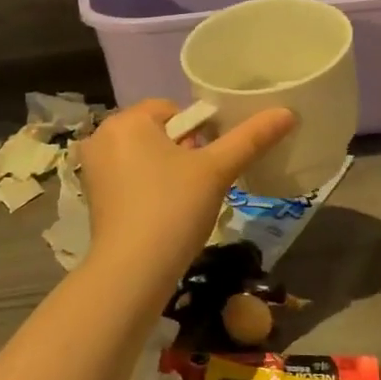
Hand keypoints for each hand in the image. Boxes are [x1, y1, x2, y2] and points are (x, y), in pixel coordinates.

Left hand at [79, 99, 294, 278]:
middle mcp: (102, 137)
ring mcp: (93, 169)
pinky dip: (147, 188)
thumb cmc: (173, 209)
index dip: (198, 132)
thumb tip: (287, 113)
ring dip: (167, 171)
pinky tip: (162, 213)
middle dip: (182, 152)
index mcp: (126, 120)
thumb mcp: (216, 171)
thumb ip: (250, 138)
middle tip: (199, 184)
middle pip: (157, 132)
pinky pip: (128, 178)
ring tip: (183, 201)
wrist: (133, 271)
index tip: (209, 162)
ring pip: (143, 156)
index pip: (172, 109)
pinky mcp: (93, 197)